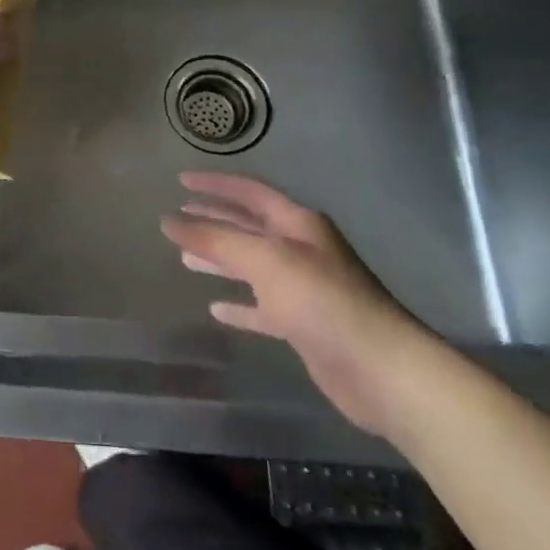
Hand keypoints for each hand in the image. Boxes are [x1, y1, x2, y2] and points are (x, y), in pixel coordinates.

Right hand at [162, 173, 441, 436]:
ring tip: (185, 259)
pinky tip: (216, 308)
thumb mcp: (265, 260)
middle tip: (177, 218)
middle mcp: (301, 250)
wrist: (381, 370)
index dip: (214, 184)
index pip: (249, 192)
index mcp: (297, 223)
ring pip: (252, 266)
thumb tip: (168, 221)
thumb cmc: (322, 300)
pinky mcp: (303, 325)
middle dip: (214, 220)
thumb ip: (215, 239)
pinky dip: (239, 305)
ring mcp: (303, 288)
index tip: (180, 179)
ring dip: (220, 260)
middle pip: (249, 227)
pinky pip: (262, 308)